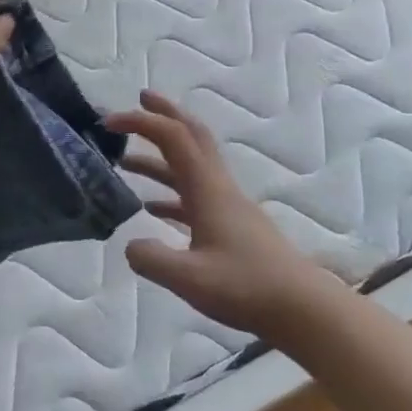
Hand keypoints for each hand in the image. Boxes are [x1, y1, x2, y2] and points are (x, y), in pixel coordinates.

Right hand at [110, 91, 347, 339]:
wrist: (303, 310)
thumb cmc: (247, 288)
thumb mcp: (189, 278)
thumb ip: (151, 259)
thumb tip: (130, 245)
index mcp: (208, 190)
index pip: (173, 138)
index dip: (141, 122)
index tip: (108, 123)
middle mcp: (219, 188)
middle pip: (192, 137)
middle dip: (165, 114)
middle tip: (139, 100)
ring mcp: (228, 207)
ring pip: (190, 168)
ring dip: (159, 158)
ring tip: (125, 162)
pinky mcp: (232, 228)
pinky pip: (194, 197)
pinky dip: (170, 192)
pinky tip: (151, 208)